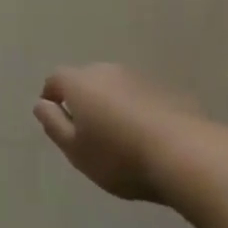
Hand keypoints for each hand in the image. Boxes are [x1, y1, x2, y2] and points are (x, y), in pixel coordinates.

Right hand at [33, 64, 192, 202]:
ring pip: (116, 87)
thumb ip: (53, 125)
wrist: (186, 154)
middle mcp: (107, 71)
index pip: (56, 79)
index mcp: (80, 82)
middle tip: (88, 131)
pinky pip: (142, 97)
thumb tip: (41, 104)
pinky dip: (138, 110)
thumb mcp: (76, 151)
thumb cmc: (120, 156)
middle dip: (84, 100)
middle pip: (87, 80)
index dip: (52, 96)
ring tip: (120, 136)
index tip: (54, 117)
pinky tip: (148, 137)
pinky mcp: (167, 90)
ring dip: (113, 104)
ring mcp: (140, 77)